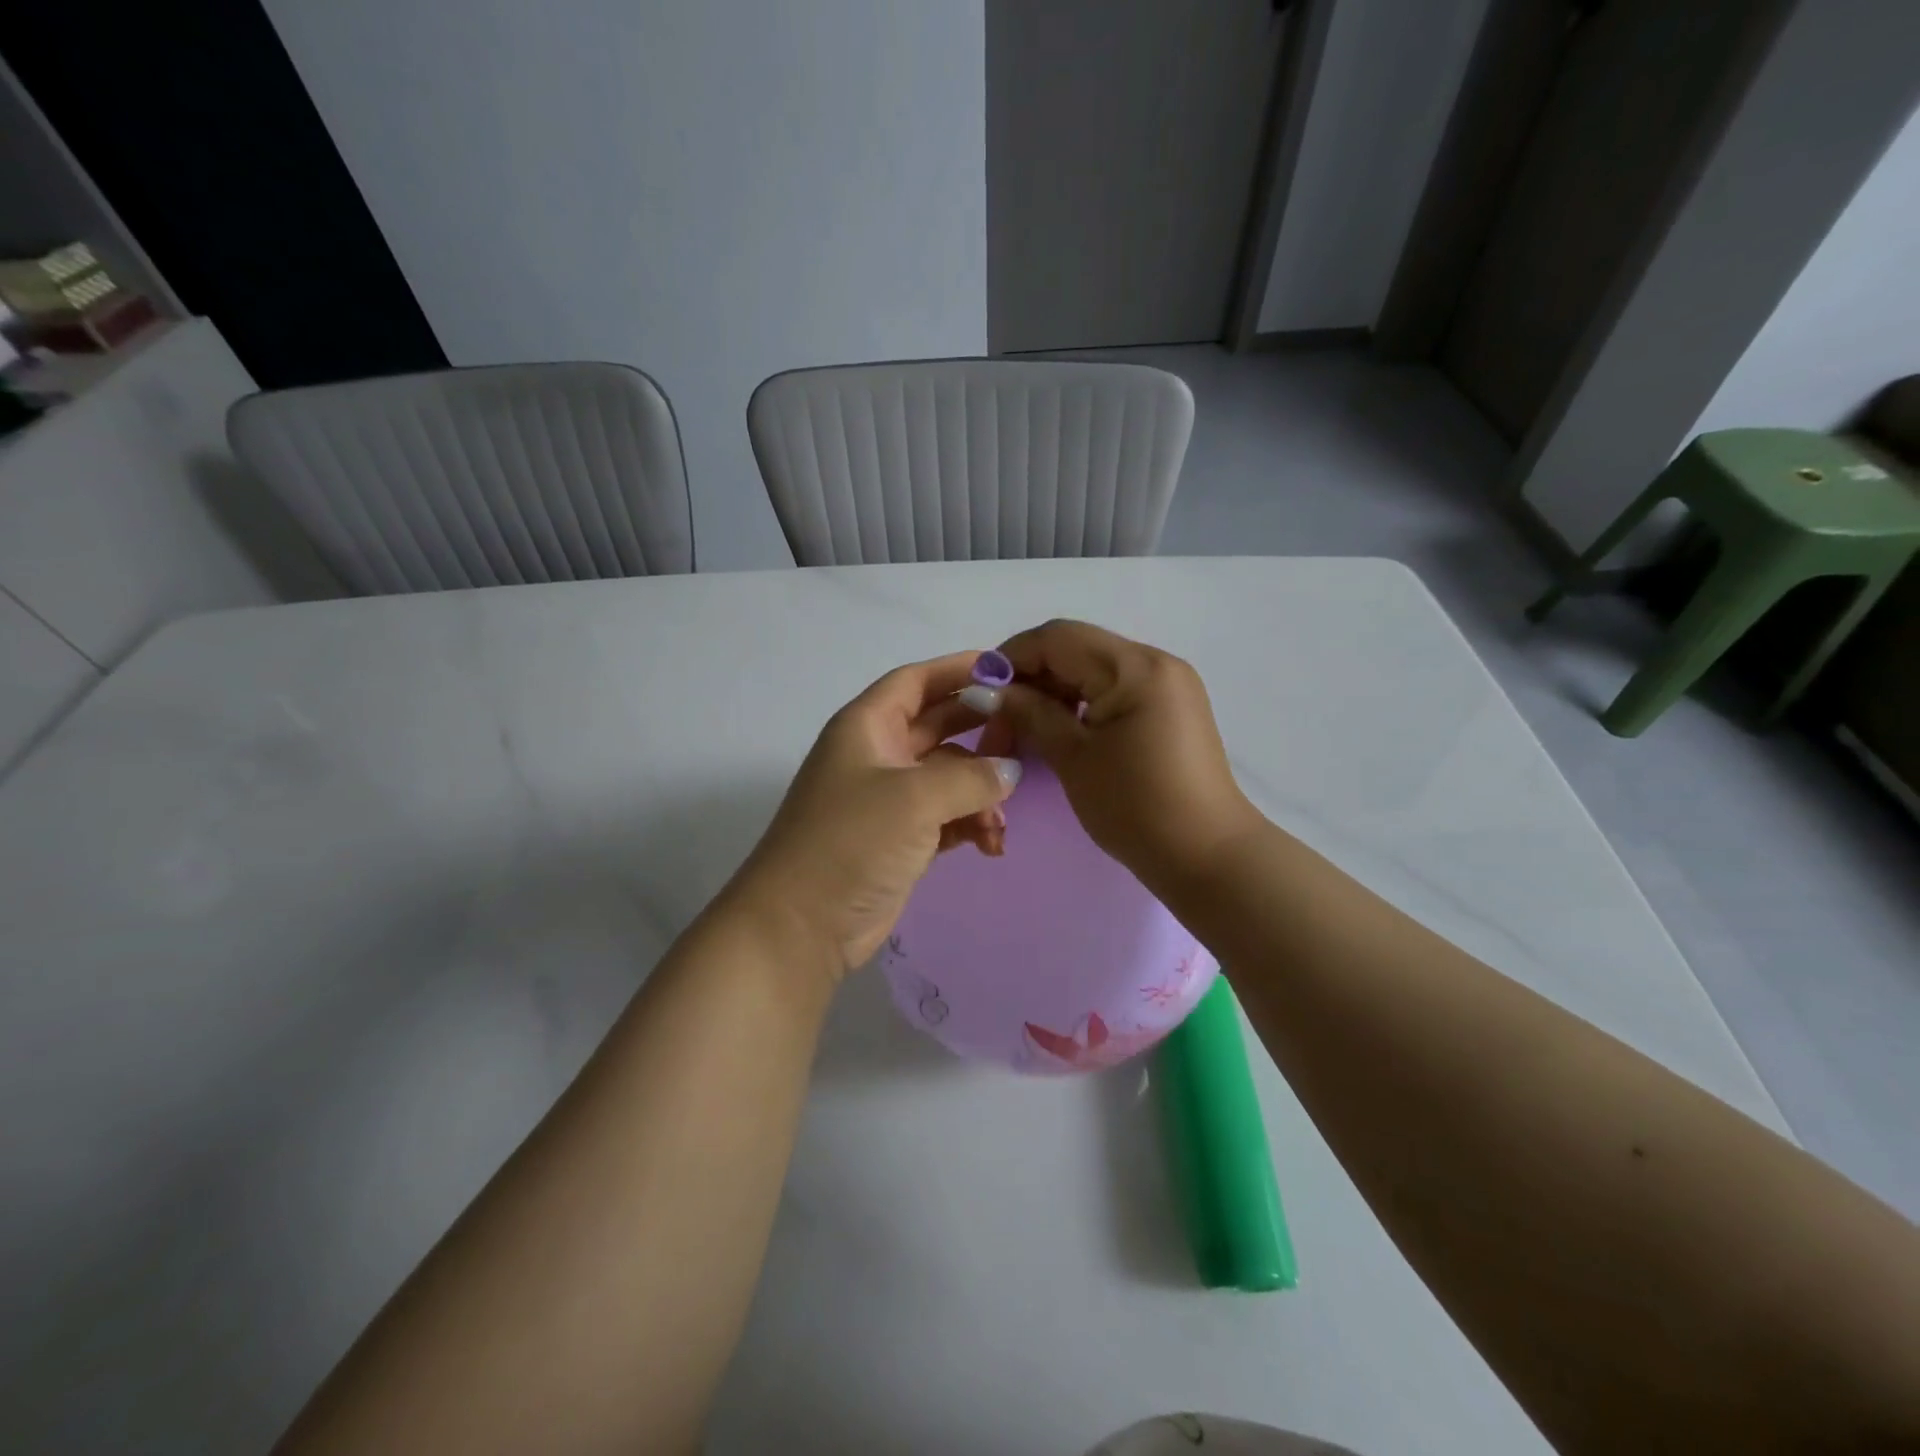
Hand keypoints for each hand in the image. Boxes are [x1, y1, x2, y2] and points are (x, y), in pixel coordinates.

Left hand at [728, 651, 1022, 981]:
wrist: (800, 927)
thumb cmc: (850, 842)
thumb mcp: (914, 798)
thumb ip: (970, 777)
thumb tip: (1010, 770)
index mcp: (867, 727)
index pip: (917, 681)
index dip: (960, 669)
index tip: (1008, 670)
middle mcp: (877, 755)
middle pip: (939, 725)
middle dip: (981, 731)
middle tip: (1027, 738)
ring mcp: (888, 799)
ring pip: (949, 776)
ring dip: (980, 792)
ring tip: (1001, 822)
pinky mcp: (900, 839)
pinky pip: (947, 817)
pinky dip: (970, 824)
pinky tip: (991, 845)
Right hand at [974, 620, 1259, 888]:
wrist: (1206, 856)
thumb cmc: (1135, 807)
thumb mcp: (1073, 757)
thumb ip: (1030, 713)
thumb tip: (990, 690)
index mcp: (1134, 667)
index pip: (1058, 638)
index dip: (1011, 657)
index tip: (979, 690)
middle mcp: (1156, 662)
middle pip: (1076, 649)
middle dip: (1031, 677)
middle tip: (1000, 718)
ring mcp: (1169, 684)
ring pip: (1094, 669)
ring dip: (1055, 691)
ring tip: (1026, 727)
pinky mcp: (1171, 707)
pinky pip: (1115, 689)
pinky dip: (1082, 703)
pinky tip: (1061, 730)